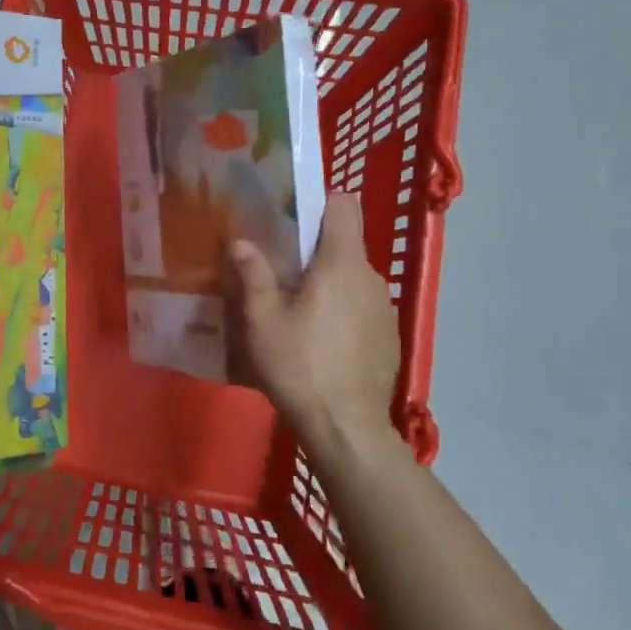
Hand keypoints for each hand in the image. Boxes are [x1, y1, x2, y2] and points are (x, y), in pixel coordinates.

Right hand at [226, 194, 406, 464]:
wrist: (347, 429)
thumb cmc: (300, 364)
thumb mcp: (262, 319)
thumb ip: (253, 274)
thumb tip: (241, 241)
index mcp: (342, 263)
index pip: (344, 206)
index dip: (320, 200)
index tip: (290, 213)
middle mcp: (370, 277)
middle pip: (344, 243)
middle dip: (313, 248)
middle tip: (278, 265)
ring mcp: (384, 308)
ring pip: (352, 277)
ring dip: (327, 282)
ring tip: (295, 305)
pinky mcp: (389, 337)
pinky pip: (361, 306)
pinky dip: (342, 309)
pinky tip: (319, 339)